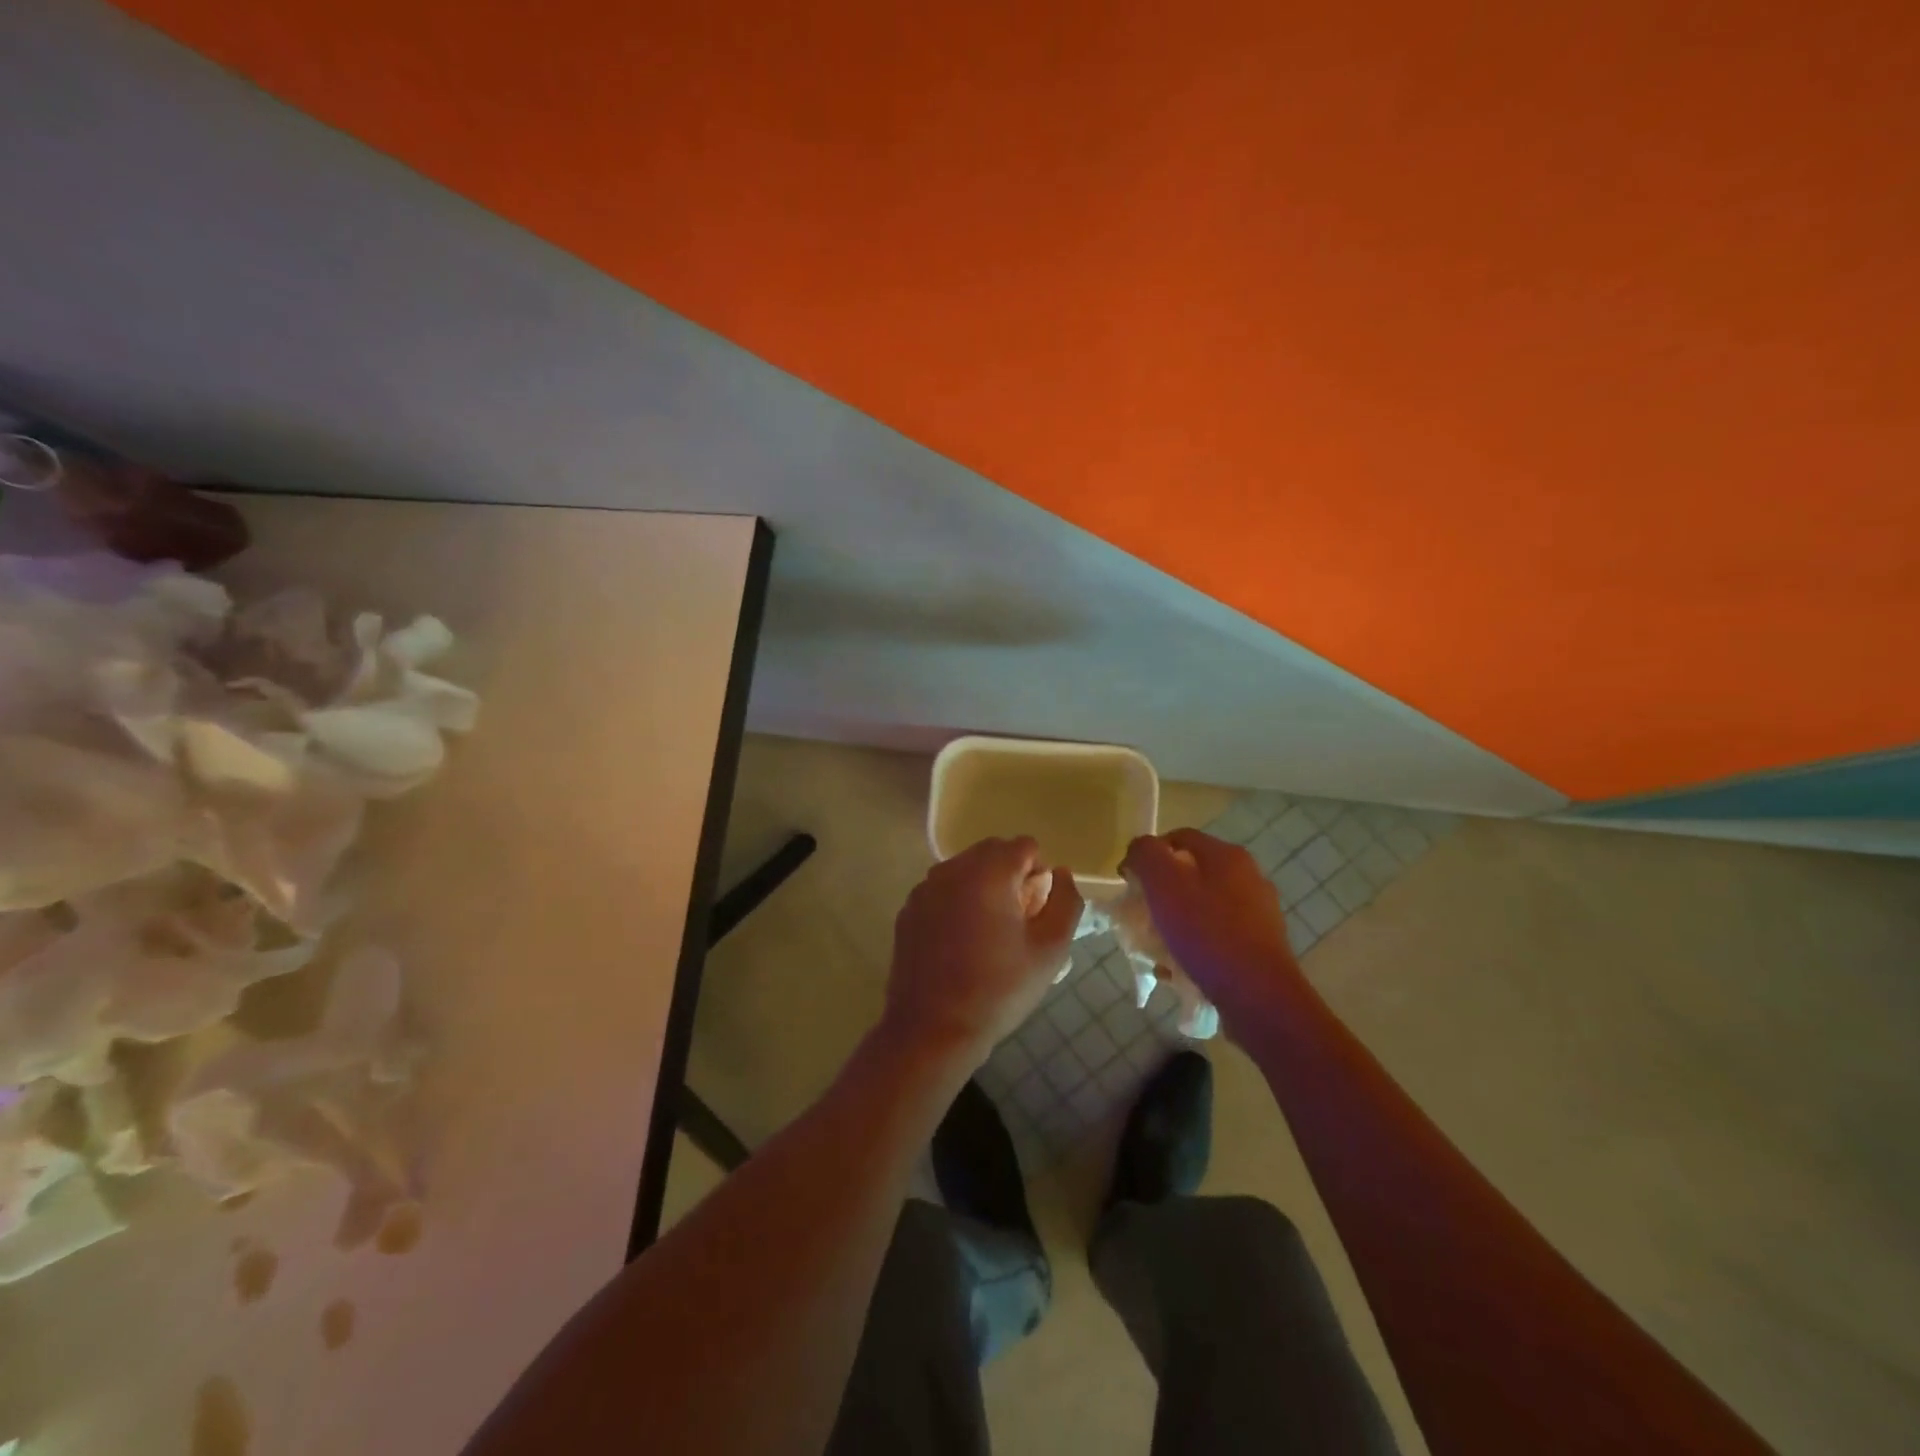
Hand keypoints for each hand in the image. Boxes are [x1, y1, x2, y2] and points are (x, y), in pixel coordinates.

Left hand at [883, 837, 1082, 1065]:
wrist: (932, 1029)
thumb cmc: (998, 989)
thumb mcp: (1050, 949)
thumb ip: (1065, 901)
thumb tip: (1060, 874)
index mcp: (988, 872)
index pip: (1025, 846)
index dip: (1039, 873)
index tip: (1037, 911)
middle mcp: (952, 869)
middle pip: (992, 852)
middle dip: (1011, 875)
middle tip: (1018, 920)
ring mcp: (925, 888)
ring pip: (965, 869)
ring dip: (983, 886)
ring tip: (990, 933)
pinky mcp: (908, 910)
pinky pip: (942, 890)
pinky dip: (957, 902)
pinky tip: (960, 943)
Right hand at [1121, 829, 1301, 1015]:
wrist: (1259, 998)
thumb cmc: (1208, 934)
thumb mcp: (1164, 885)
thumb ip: (1146, 855)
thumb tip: (1139, 850)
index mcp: (1226, 856)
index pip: (1177, 838)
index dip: (1148, 855)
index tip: (1129, 884)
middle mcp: (1248, 877)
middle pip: (1190, 873)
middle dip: (1160, 893)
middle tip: (1141, 916)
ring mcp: (1258, 912)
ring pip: (1202, 906)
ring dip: (1175, 922)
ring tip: (1157, 948)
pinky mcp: (1260, 945)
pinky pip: (1217, 936)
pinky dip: (1196, 946)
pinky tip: (1181, 969)